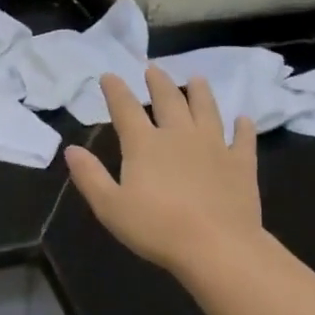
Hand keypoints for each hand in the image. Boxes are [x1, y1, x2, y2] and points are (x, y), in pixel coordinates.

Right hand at [64, 65, 264, 282]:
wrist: (217, 246)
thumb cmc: (156, 228)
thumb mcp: (110, 207)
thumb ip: (89, 176)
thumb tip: (71, 149)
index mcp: (144, 144)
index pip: (126, 109)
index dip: (115, 90)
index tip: (109, 76)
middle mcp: (179, 135)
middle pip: (168, 100)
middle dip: (158, 82)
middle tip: (153, 68)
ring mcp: (214, 146)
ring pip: (206, 110)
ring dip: (200, 92)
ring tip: (196, 78)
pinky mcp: (241, 163)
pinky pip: (243, 138)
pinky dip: (243, 127)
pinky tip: (243, 119)